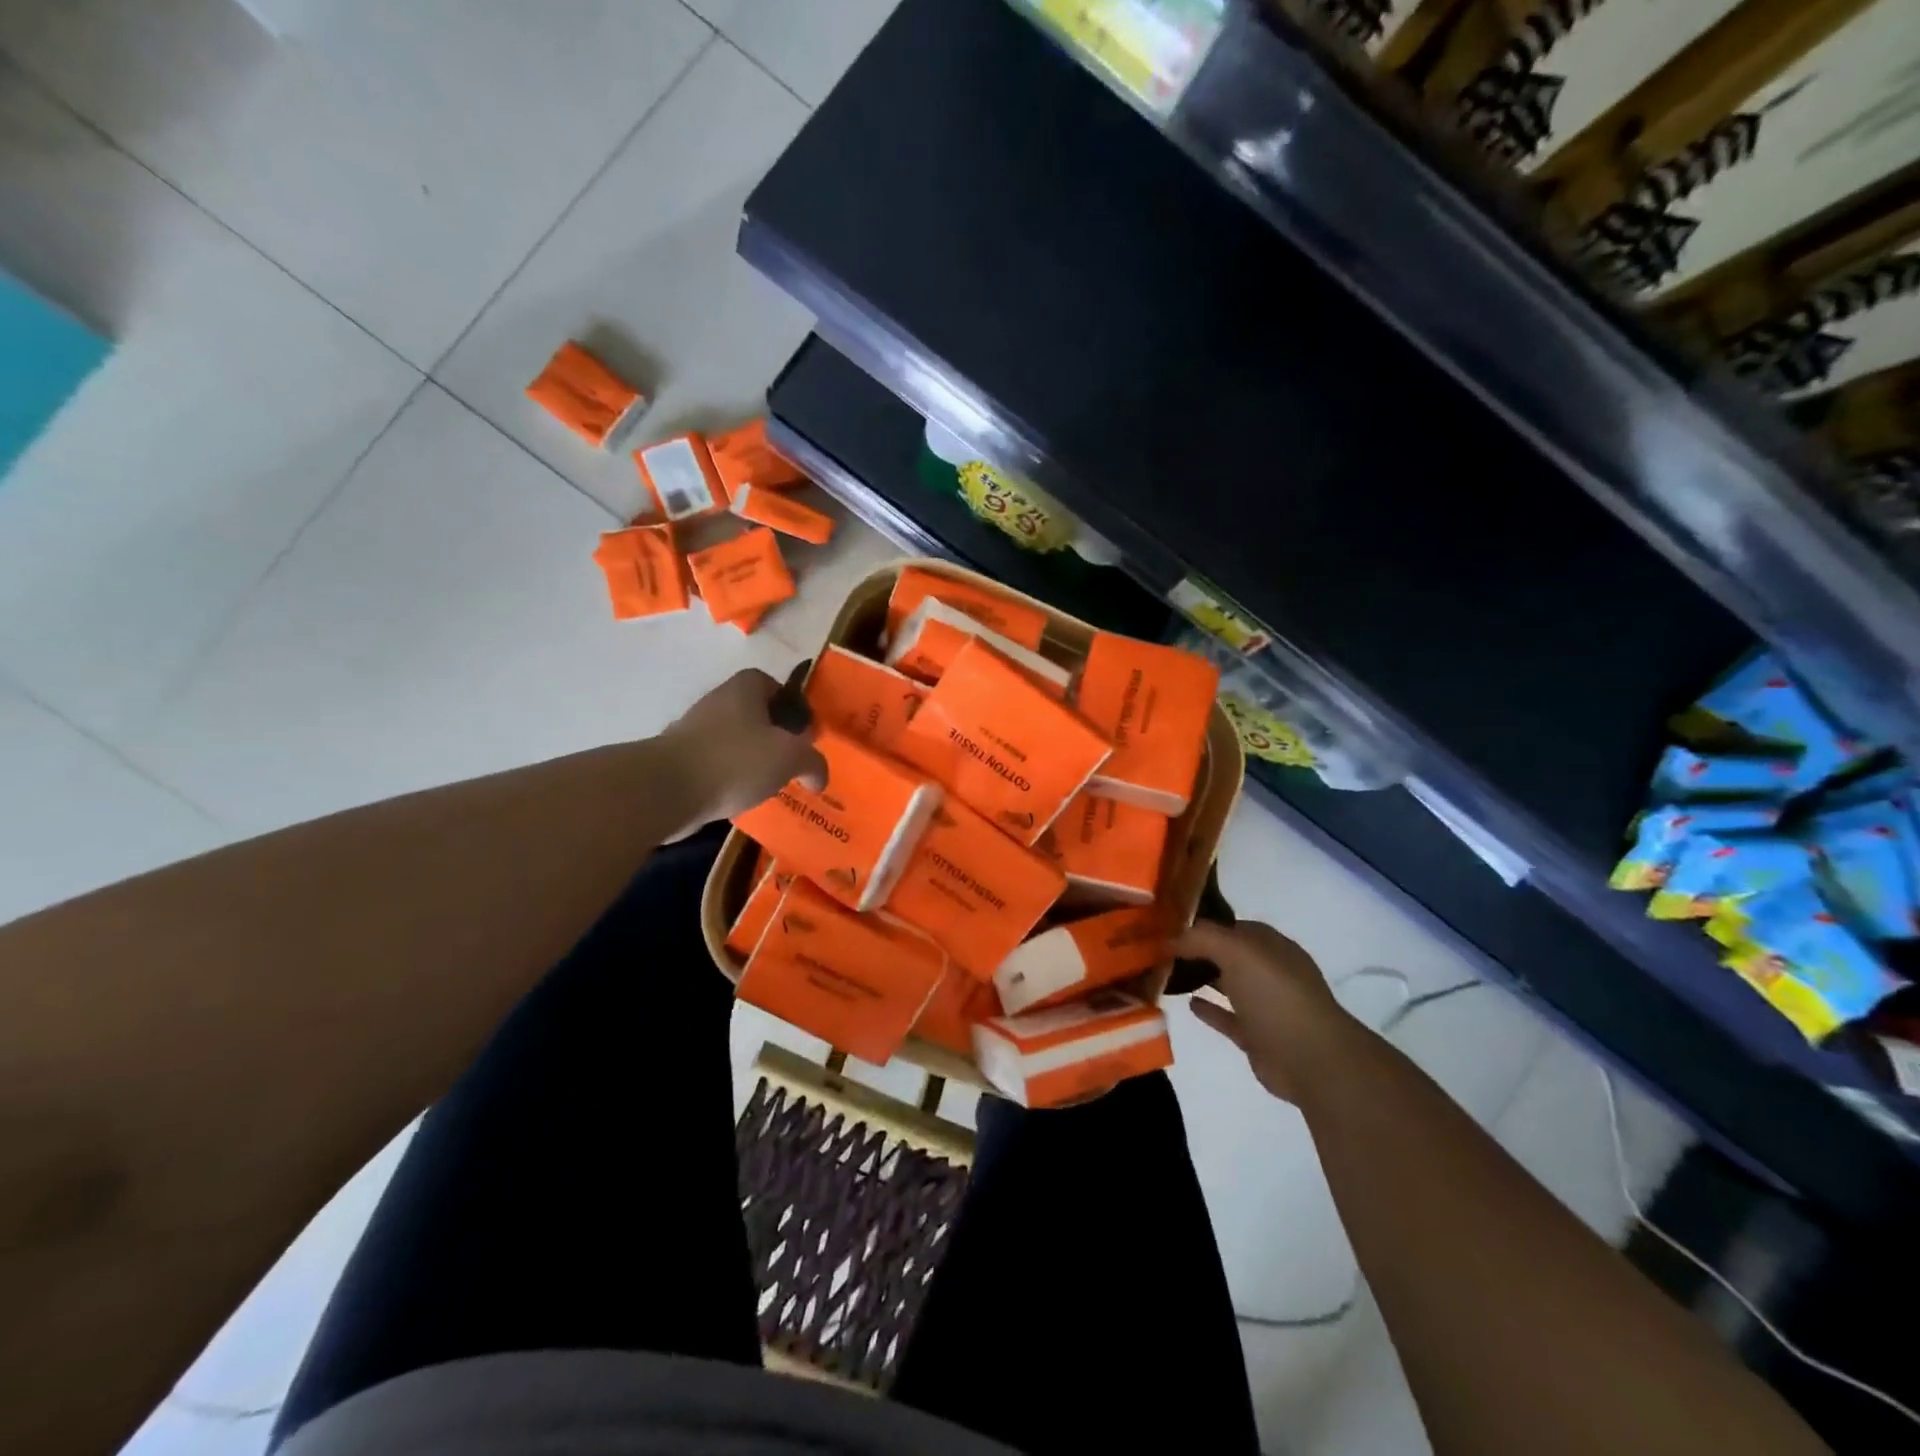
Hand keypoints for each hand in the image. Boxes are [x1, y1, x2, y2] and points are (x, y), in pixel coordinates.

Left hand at [655, 667, 827, 828]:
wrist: (667, 789)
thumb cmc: (735, 760)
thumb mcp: (790, 757)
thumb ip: (812, 762)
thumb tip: (819, 776)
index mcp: (744, 689)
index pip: (773, 684)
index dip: (791, 705)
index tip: (803, 733)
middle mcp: (717, 701)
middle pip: (754, 714)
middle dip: (773, 736)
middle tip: (790, 761)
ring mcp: (693, 730)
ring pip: (734, 741)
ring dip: (751, 759)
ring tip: (768, 785)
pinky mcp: (678, 759)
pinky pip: (715, 764)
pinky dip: (729, 778)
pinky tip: (740, 798)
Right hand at [1173, 920, 1349, 1102]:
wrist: (1310, 1059)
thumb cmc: (1275, 995)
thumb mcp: (1237, 951)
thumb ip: (1202, 938)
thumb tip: (1170, 938)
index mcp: (1272, 947)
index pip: (1234, 927)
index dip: (1205, 924)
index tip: (1171, 925)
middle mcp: (1270, 973)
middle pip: (1230, 955)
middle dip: (1200, 950)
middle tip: (1163, 949)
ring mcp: (1265, 1006)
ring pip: (1228, 985)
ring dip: (1203, 978)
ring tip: (1168, 973)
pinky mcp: (1257, 1037)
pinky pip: (1227, 1017)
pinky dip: (1209, 1010)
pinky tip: (1188, 1003)